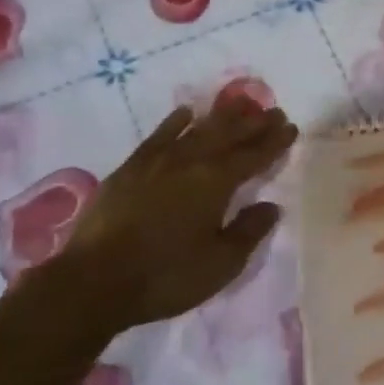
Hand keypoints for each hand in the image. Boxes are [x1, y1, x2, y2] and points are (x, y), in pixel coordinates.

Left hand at [43, 97, 297, 328]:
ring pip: (197, 129)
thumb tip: (271, 206)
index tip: (290, 127)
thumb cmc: (166, 276)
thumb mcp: (220, 264)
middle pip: (228, 134)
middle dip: (253, 122)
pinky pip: (160, 135)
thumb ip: (249, 231)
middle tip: (272, 110)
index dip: (274, 142)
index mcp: (217, 182)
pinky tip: (186, 113)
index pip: (253, 155)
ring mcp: (157, 161)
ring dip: (221, 116)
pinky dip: (176, 121)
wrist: (93, 281)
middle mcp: (190, 161)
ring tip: (239, 103)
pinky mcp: (130, 168)